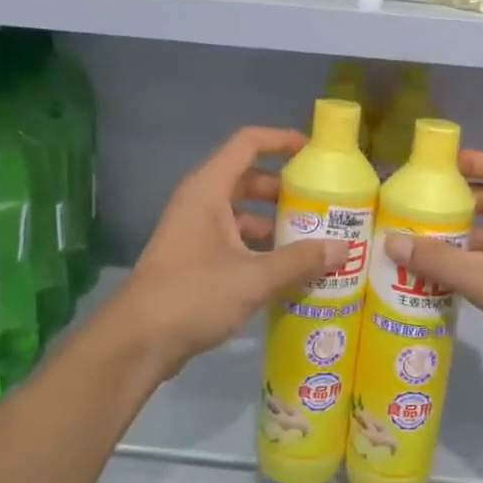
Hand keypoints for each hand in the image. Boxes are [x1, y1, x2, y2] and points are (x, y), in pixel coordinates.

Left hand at [108, 127, 348, 378]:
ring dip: (275, 221)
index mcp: (208, 190)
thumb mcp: (254, 278)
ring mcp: (195, 231)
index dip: (282, 140)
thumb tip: (345, 247)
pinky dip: (261, 247)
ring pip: (242, 213)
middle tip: (324, 201)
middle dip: (286, 188)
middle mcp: (200, 203)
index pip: (248, 143)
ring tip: (315, 237)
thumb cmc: (193, 295)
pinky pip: (235, 240)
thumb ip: (300, 260)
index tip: (315, 153)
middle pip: (248, 178)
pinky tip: (288, 269)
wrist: (138, 342)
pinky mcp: (195, 259)